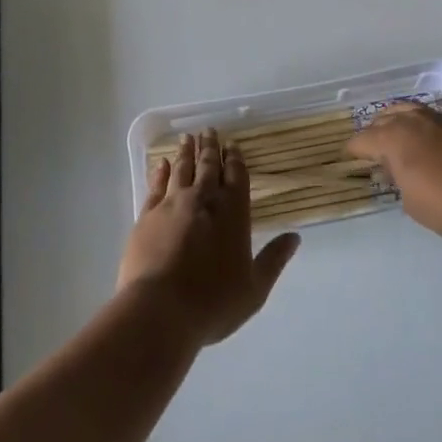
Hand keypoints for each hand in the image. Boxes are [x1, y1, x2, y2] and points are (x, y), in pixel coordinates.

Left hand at [118, 129, 300, 346]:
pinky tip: (160, 163)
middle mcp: (204, 200)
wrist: (160, 310)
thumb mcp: (254, 288)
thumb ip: (274, 259)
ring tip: (187, 137)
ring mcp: (172, 205)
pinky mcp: (147, 215)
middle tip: (209, 130)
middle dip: (210, 147)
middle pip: (208, 166)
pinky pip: (155, 186)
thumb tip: (295, 237)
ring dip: (186, 152)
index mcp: (233, 214)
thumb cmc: (213, 303)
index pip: (236, 177)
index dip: (235, 159)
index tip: (233, 144)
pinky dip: (160, 172)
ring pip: (182, 170)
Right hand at [346, 103, 441, 240]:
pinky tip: (426, 139)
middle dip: (374, 131)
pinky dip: (421, 125)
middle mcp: (412, 121)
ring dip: (398, 120)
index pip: (363, 140)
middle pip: (384, 118)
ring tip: (396, 133)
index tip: (348, 156)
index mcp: (392, 138)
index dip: (353, 149)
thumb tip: (398, 171)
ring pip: (409, 110)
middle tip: (371, 146)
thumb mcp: (411, 202)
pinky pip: (431, 118)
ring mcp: (439, 119)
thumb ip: (400, 181)